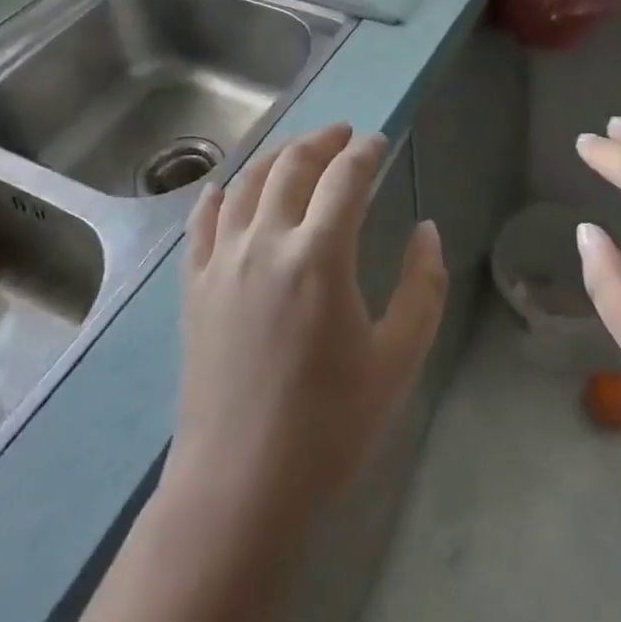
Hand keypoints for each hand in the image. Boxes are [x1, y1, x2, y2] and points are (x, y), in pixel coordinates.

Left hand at [159, 124, 447, 555]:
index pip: (345, 178)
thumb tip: (426, 230)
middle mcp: (266, 242)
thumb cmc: (328, 426)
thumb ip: (422, 287)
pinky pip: (201, 223)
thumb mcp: (397, 360)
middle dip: (321, 141)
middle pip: (292, 166)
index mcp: (320, 256)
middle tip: (342, 134)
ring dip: (275, 157)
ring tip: (296, 149)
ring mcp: (222, 261)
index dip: (365, 152)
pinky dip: (217, 195)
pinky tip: (225, 188)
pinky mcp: (194, 286)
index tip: (379, 141)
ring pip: (245, 183)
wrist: (239, 487)